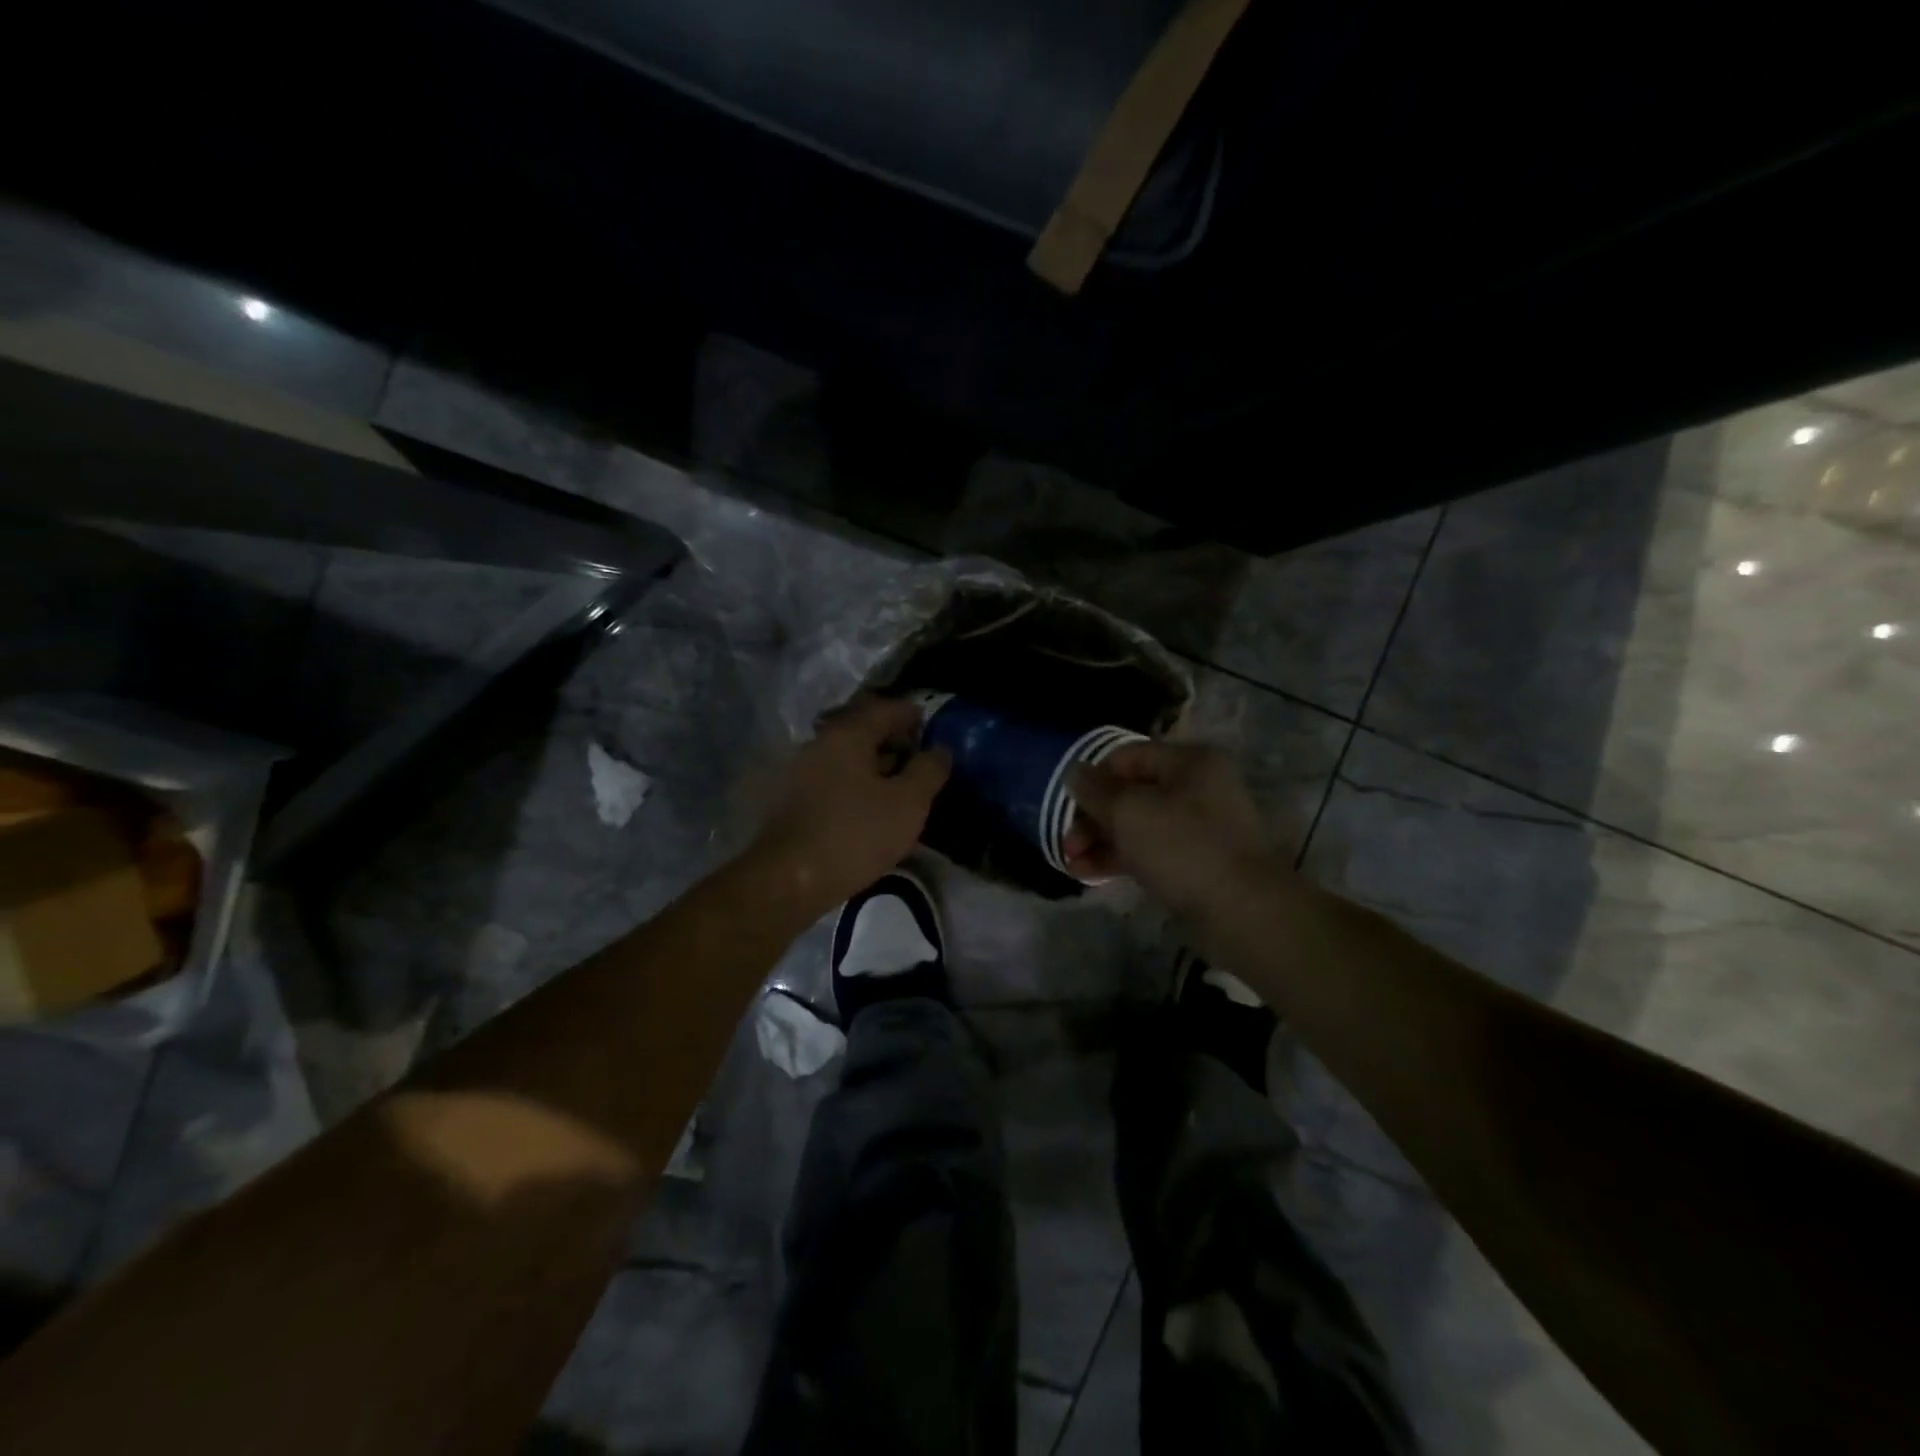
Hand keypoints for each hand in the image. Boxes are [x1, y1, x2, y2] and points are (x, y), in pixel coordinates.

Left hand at [748, 696, 950, 914]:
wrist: (789, 879)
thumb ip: (929, 770)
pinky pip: (835, 778)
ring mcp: (802, 770)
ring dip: (876, 765)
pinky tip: (871, 806)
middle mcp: (820, 742)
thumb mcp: (908, 803)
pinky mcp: (793, 798)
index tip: (934, 729)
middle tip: (922, 760)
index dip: (914, 716)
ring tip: (901, 786)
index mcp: (848, 734)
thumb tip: (940, 750)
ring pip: (848, 756)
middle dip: (895, 740)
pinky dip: (857, 783)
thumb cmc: (855, 834)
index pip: (887, 709)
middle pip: (864, 730)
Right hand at [1064, 742, 1282, 918]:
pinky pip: (1149, 851)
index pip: (1127, 756)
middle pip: (1130, 793)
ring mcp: (1198, 827)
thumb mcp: (1129, 812)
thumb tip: (1075, 772)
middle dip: (1092, 817)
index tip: (1067, 806)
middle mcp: (1196, 788)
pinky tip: (1089, 875)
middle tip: (1067, 844)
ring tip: (1070, 865)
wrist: (1244, 913)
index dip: (1093, 778)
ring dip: (1100, 842)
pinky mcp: (1196, 862)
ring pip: (1137, 825)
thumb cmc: (1184, 849)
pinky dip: (1120, 859)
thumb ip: (1095, 790)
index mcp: (1188, 762)